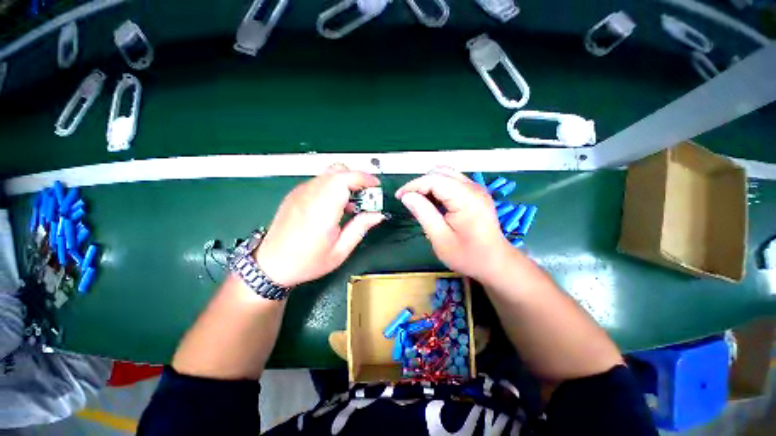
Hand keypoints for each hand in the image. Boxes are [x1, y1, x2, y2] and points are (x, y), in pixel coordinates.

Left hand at [256, 164, 384, 286]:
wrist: (270, 265)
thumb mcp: (340, 250)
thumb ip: (361, 228)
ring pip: (329, 174)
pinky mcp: (295, 194)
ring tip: (351, 205)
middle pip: (338, 170)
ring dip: (345, 183)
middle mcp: (310, 194)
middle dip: (357, 179)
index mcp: (323, 208)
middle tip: (366, 197)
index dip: (365, 178)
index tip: (376, 186)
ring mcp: (300, 192)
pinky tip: (335, 206)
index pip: (346, 178)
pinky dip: (333, 186)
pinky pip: (319, 181)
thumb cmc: (306, 261)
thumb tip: (378, 215)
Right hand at [395, 168, 512, 281]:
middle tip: (410, 202)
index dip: (413, 185)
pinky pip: (452, 182)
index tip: (399, 197)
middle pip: (440, 172)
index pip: (433, 179)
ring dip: (429, 185)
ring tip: (421, 203)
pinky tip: (434, 204)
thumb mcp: (440, 238)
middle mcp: (473, 188)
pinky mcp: (475, 194)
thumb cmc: (467, 255)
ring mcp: (476, 189)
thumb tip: (407, 196)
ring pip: (446, 175)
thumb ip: (423, 213)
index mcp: (466, 198)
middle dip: (420, 184)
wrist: (495, 263)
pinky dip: (439, 189)